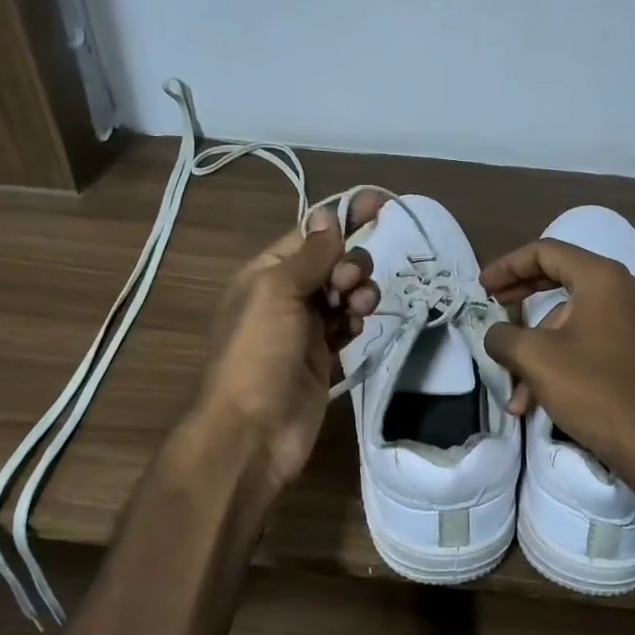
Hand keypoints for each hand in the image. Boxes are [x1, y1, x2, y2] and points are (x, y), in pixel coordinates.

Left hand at [193, 194, 383, 496]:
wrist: (254, 431)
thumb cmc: (258, 352)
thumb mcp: (277, 291)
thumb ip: (310, 254)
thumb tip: (328, 214)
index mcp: (267, 272)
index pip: (311, 232)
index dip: (344, 216)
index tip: (380, 204)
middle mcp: (285, 294)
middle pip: (332, 261)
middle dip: (350, 264)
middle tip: (347, 286)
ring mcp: (305, 326)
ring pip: (344, 293)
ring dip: (358, 291)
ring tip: (358, 309)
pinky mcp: (323, 355)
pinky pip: (347, 324)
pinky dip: (355, 320)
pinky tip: (356, 328)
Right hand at [480, 239, 634, 492]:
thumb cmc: (594, 389)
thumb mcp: (535, 358)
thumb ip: (503, 336)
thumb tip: (495, 334)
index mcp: (602, 278)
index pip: (546, 252)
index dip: (507, 265)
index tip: (483, 286)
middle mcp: (624, 291)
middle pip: (560, 281)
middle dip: (521, 299)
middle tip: (494, 308)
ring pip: (572, 323)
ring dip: (537, 350)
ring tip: (516, 395)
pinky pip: (590, 342)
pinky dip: (561, 362)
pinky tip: (539, 401)